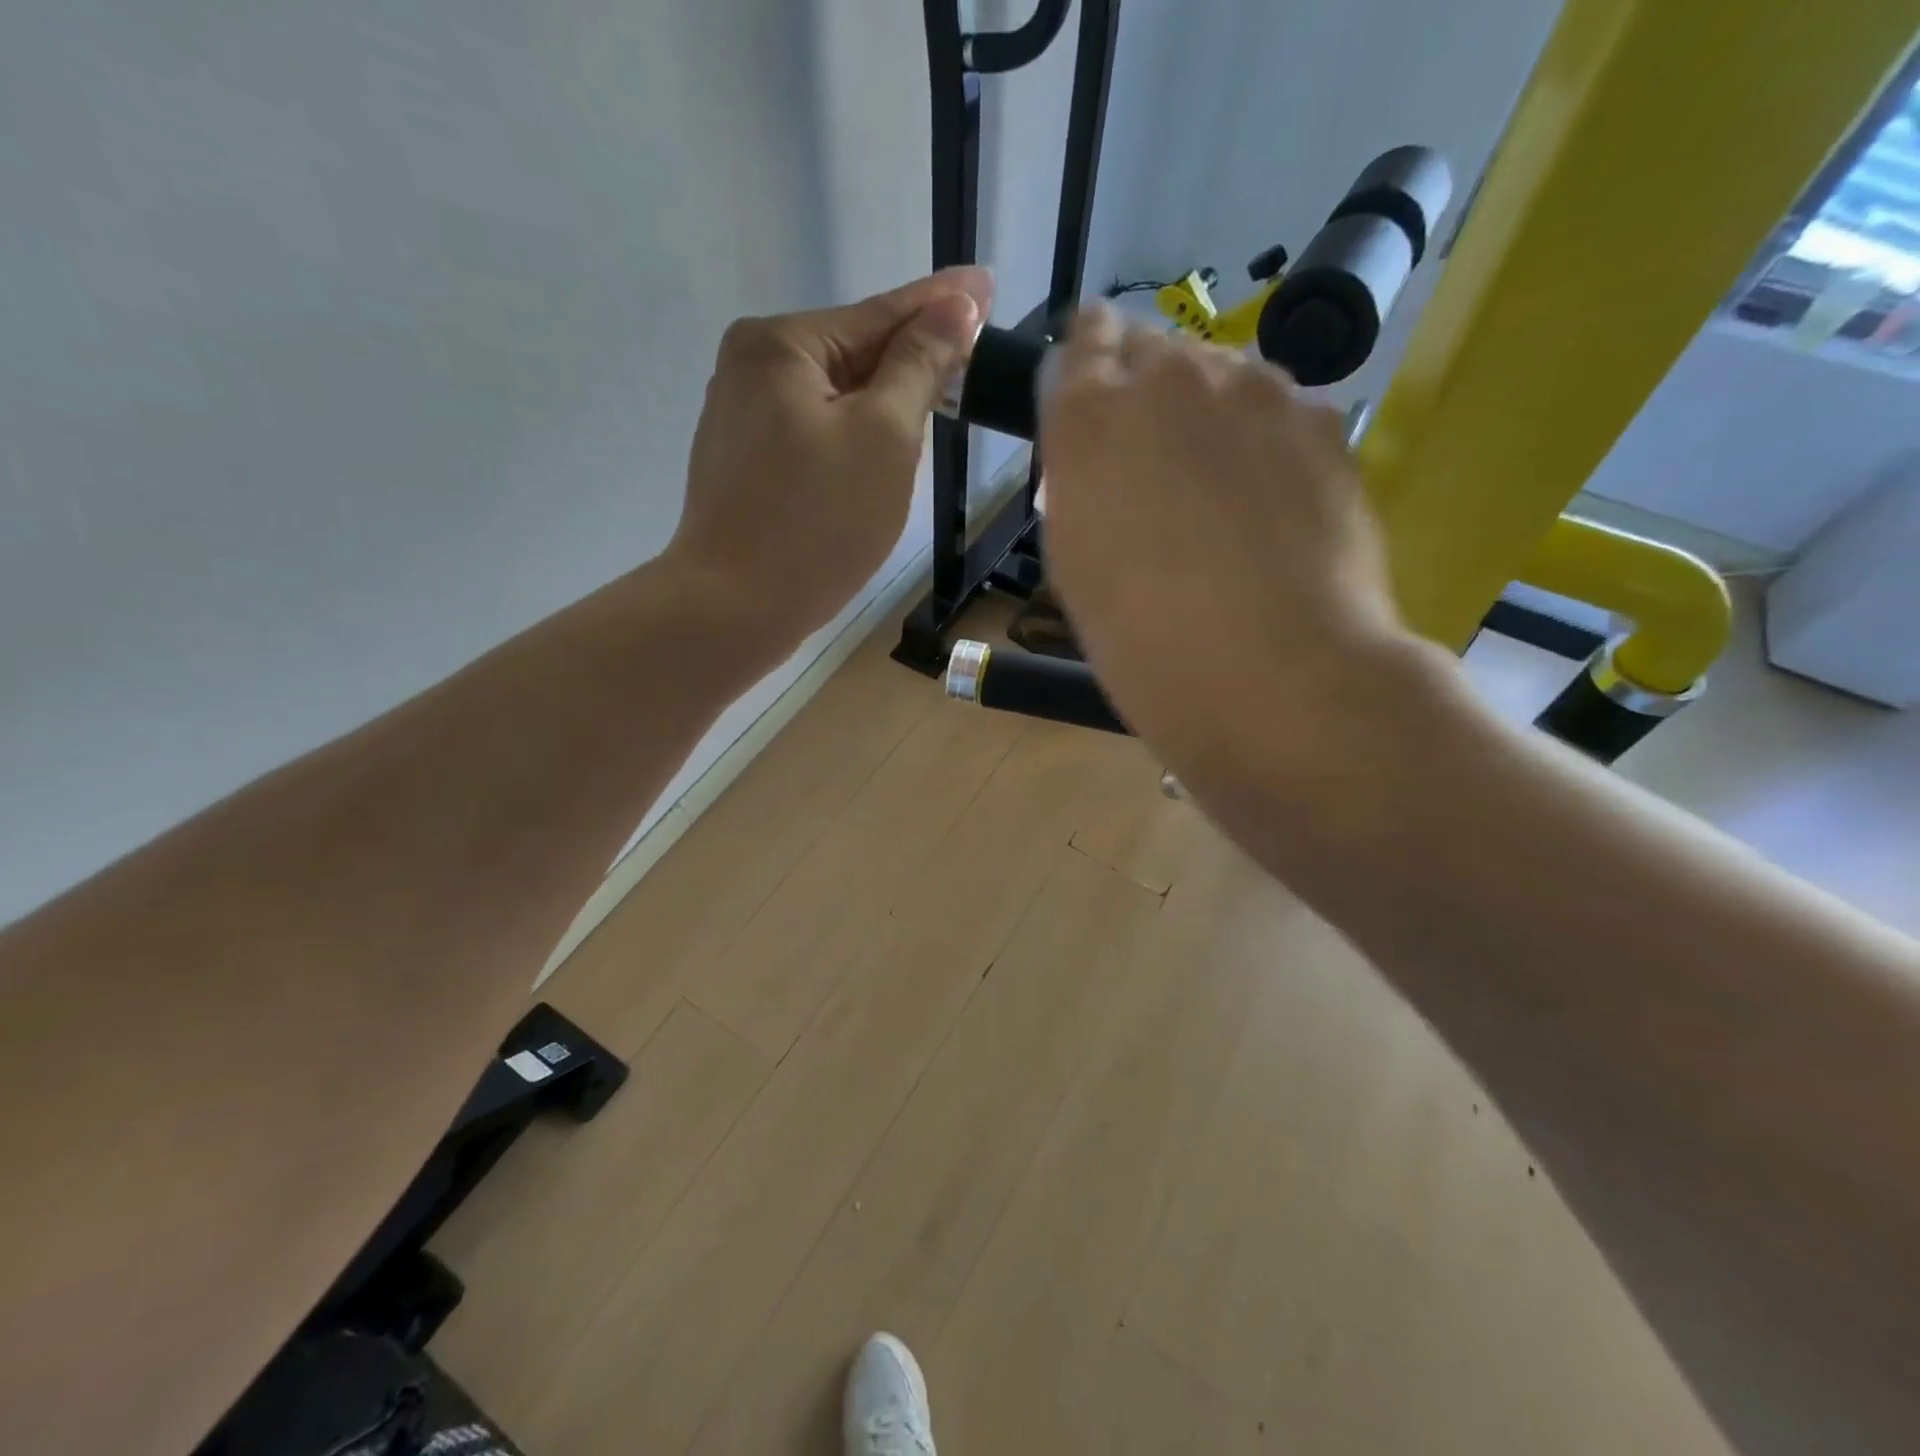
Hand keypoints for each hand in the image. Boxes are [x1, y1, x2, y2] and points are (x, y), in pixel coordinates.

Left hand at [667, 267, 992, 653]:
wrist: (735, 608)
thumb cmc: (818, 522)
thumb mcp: (884, 436)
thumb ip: (919, 365)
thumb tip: (955, 306)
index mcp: (781, 345)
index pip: (881, 314)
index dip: (942, 304)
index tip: (987, 284)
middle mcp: (752, 367)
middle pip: (855, 353)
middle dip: (913, 359)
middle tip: (974, 354)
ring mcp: (744, 418)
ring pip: (837, 398)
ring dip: (886, 403)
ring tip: (941, 397)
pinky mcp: (747, 464)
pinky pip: (816, 433)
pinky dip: (855, 436)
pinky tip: (883, 449)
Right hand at [1040, 303, 1426, 792]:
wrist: (1272, 671)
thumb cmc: (1143, 640)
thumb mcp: (1075, 564)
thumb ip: (1082, 486)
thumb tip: (1107, 462)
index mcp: (1088, 415)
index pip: (1081, 341)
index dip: (1088, 362)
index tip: (1094, 389)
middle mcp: (1169, 377)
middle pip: (1153, 349)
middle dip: (1146, 389)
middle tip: (1154, 460)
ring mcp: (1256, 391)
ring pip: (1222, 374)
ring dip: (1209, 412)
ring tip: (1220, 489)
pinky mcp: (1322, 420)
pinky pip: (1280, 411)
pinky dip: (1267, 441)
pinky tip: (1273, 505)